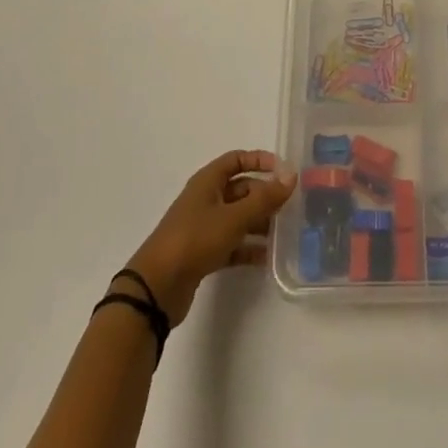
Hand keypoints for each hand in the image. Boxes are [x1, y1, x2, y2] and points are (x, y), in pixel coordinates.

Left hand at [125, 150, 297, 325]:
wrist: (156, 288)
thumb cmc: (195, 240)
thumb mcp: (233, 217)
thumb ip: (264, 198)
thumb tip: (291, 175)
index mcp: (208, 182)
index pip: (237, 159)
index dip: (260, 161)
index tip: (284, 171)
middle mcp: (206, 200)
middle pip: (241, 190)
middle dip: (265, 196)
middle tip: (291, 207)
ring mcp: (204, 228)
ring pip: (238, 218)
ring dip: (260, 223)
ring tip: (285, 233)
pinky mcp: (203, 254)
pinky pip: (232, 244)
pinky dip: (248, 248)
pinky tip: (268, 258)